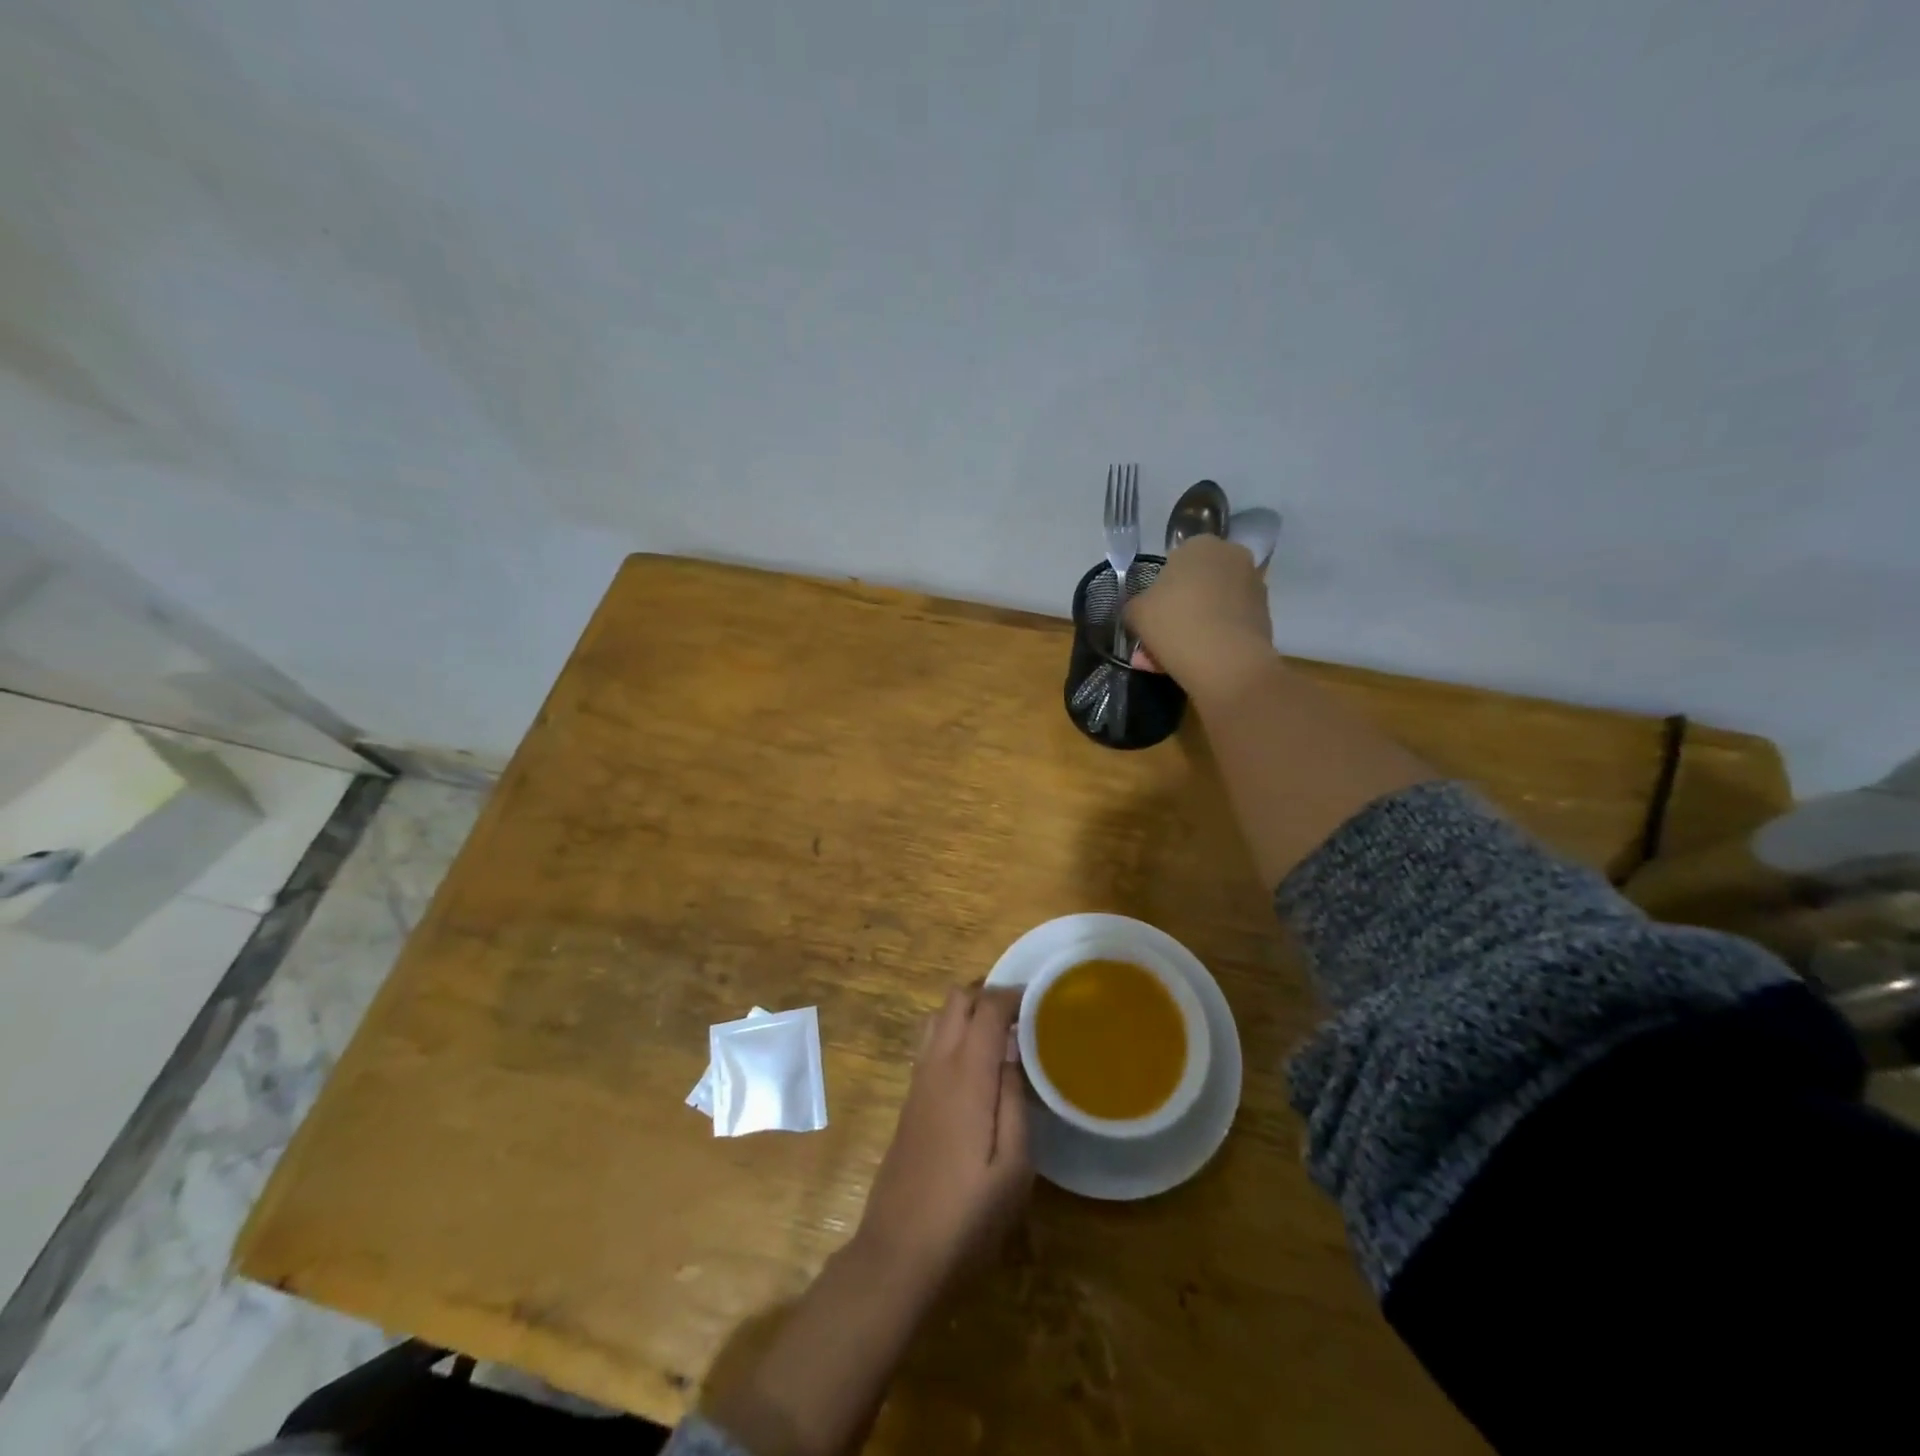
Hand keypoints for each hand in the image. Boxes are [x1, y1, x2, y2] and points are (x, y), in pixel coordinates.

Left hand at [854, 987, 1030, 1296]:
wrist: (898, 1255)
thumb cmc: (966, 1216)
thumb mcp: (1014, 1168)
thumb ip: (1015, 1101)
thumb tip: (1014, 1054)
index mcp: (966, 1075)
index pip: (986, 1007)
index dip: (1012, 995)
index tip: (1040, 1001)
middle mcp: (937, 1065)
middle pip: (956, 1000)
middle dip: (988, 994)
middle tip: (1022, 1015)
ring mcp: (917, 1081)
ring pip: (938, 1018)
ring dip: (968, 1012)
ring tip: (1001, 1035)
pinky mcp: (909, 1101)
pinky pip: (930, 1044)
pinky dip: (954, 1034)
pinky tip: (977, 1067)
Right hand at [1124, 535, 1275, 704]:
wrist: (1226, 662)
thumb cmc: (1175, 623)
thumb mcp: (1136, 612)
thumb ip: (1136, 605)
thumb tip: (1142, 609)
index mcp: (1200, 545)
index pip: (1173, 562)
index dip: (1159, 591)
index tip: (1151, 615)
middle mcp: (1232, 556)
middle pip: (1196, 585)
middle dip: (1177, 611)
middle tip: (1159, 640)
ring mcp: (1254, 585)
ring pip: (1212, 607)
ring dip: (1193, 627)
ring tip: (1172, 659)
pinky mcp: (1265, 615)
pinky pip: (1228, 624)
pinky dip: (1213, 638)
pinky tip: (1195, 662)